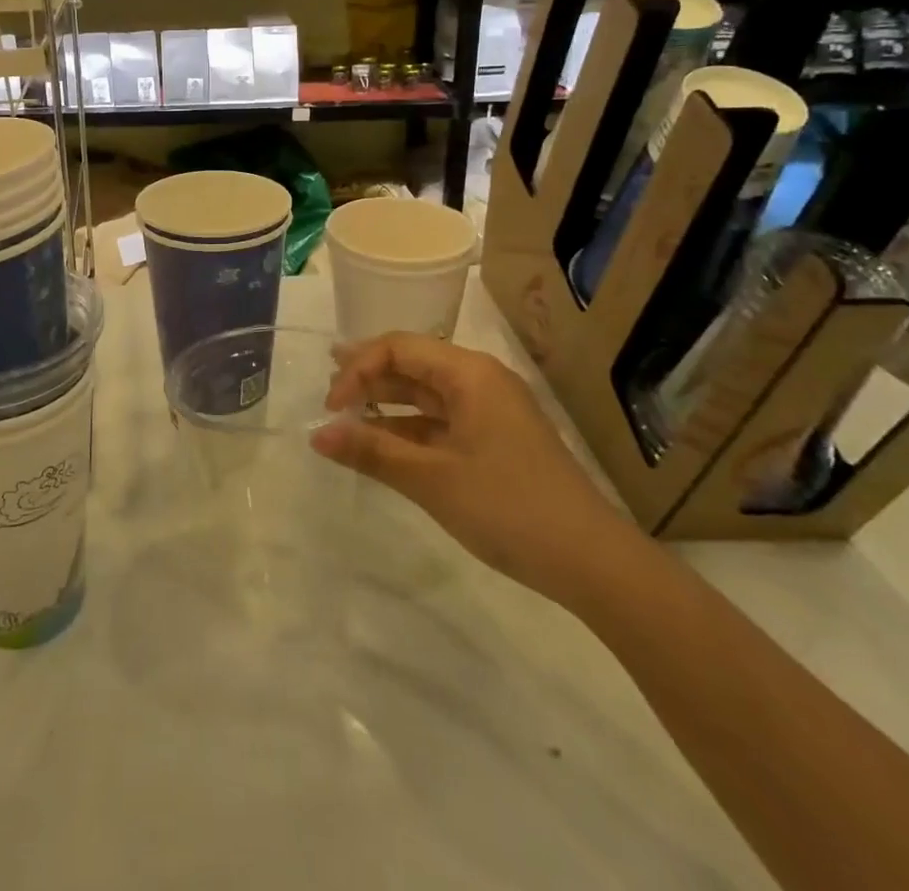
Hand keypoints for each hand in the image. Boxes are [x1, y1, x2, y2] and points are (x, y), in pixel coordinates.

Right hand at [311, 333, 644, 609]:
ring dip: (386, 403)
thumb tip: (317, 434)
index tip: (331, 407)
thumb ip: (371, 451)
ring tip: (346, 416)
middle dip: (368, 377)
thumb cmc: (507, 507)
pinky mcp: (496, 439)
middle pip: (413, 363)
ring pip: (426, 393)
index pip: (399, 347)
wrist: (591, 561)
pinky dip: (410, 428)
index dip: (358, 369)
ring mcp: (491, 410)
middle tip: (328, 394)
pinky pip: (442, 420)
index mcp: (469, 373)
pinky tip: (384, 442)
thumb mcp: (431, 479)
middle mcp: (480, 379)